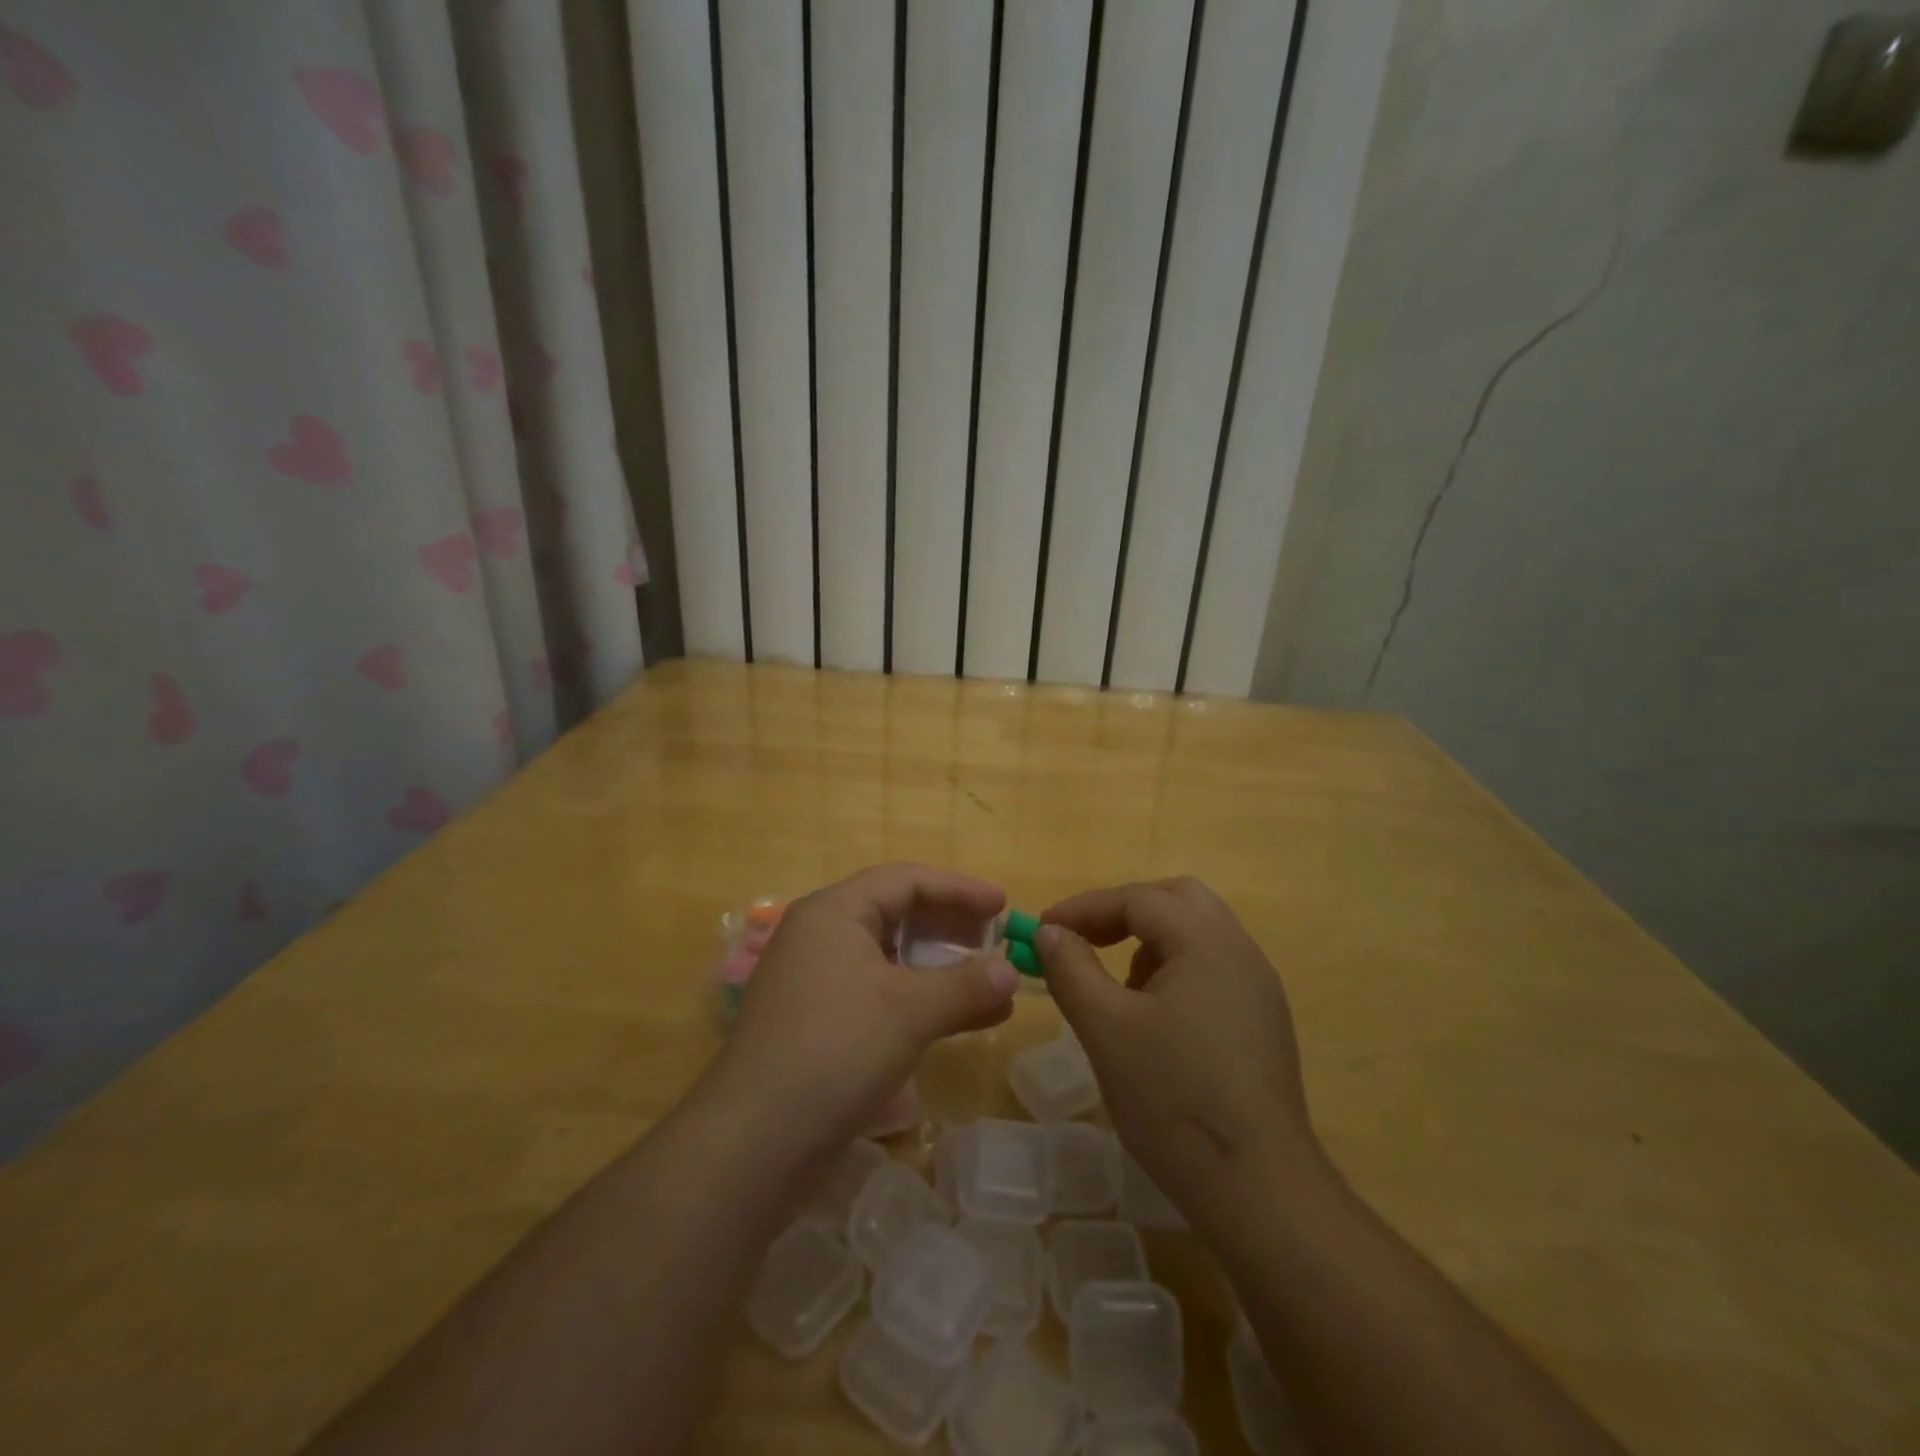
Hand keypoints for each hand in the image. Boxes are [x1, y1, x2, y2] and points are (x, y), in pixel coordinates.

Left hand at [706, 864, 1018, 1156]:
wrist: (753, 1144)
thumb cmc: (834, 1051)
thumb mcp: (909, 1011)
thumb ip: (966, 986)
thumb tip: (1011, 973)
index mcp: (834, 913)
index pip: (905, 881)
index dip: (958, 889)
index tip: (1003, 906)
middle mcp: (823, 937)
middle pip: (898, 915)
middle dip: (952, 927)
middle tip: (998, 941)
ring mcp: (820, 983)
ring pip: (893, 959)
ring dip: (944, 969)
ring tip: (993, 983)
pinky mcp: (823, 1025)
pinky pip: (883, 995)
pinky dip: (923, 1001)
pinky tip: (964, 1020)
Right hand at [1039, 878, 1324, 1228]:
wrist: (1259, 1188)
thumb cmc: (1173, 1100)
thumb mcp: (1105, 1029)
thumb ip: (1071, 969)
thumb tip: (1049, 932)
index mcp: (1206, 942)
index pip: (1138, 899)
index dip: (1084, 908)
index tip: (1043, 930)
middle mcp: (1240, 951)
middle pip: (1177, 900)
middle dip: (1124, 912)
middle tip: (1085, 940)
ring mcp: (1258, 987)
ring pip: (1198, 932)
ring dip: (1150, 939)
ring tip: (1117, 985)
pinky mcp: (1262, 1020)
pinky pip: (1212, 967)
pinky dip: (1174, 968)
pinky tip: (1153, 1017)